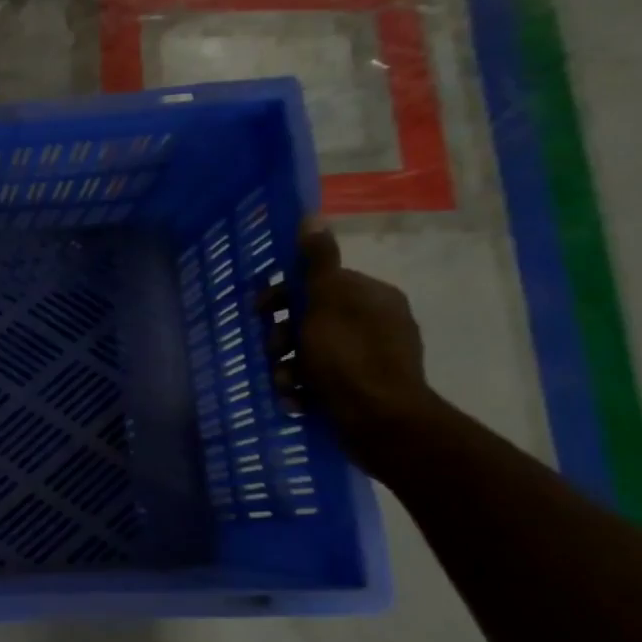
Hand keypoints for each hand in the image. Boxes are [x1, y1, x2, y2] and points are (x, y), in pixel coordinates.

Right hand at [278, 218, 432, 465]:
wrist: (380, 423)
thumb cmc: (349, 359)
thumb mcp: (326, 304)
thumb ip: (317, 263)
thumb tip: (312, 218)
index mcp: (371, 297)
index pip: (320, 283)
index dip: (285, 295)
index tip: (260, 311)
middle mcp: (375, 323)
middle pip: (310, 319)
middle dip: (283, 337)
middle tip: (274, 352)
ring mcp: (370, 358)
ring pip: (311, 353)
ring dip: (288, 367)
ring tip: (285, 384)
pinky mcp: (362, 389)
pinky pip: (321, 380)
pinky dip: (303, 388)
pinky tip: (296, 400)